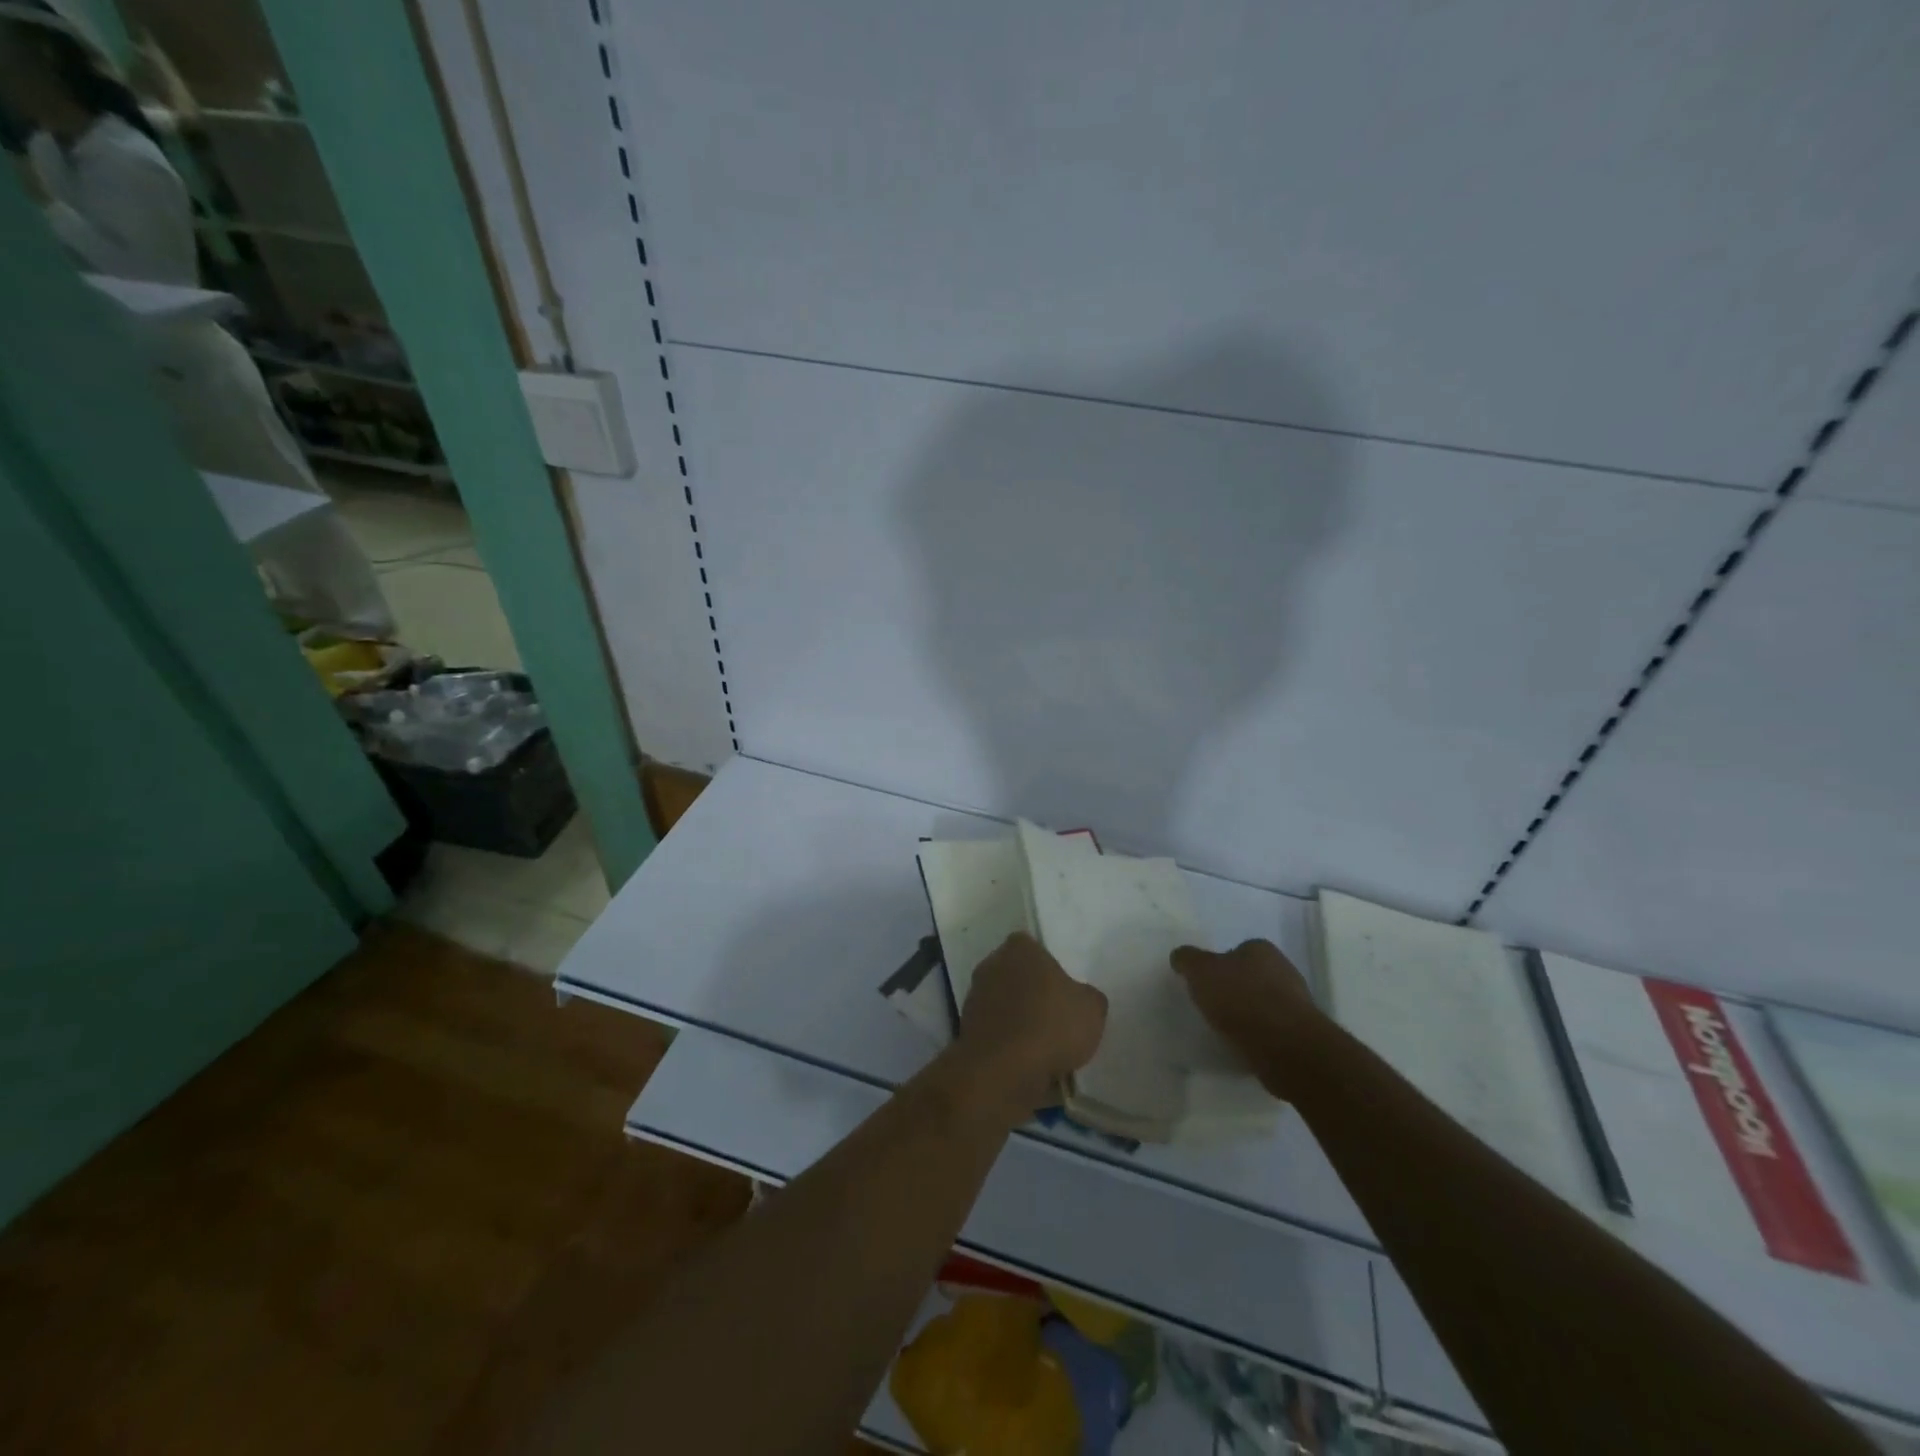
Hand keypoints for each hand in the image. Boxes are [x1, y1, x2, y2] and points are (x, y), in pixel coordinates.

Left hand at [953, 933, 1106, 1122]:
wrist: (1003, 1071)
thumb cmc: (1051, 1025)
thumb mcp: (1092, 1009)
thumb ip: (1087, 996)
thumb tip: (1080, 999)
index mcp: (1019, 949)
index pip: (1033, 948)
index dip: (1049, 968)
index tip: (1063, 991)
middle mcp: (991, 965)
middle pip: (1016, 975)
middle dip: (1032, 994)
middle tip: (1057, 1018)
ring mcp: (975, 998)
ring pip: (1005, 1005)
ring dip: (1019, 1021)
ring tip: (1045, 1048)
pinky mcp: (967, 1031)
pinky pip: (996, 1033)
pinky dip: (1008, 1044)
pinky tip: (1027, 1064)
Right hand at [1172, 940, 1321, 1099]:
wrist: (1285, 1046)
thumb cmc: (1240, 998)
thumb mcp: (1200, 971)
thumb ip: (1188, 960)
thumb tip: (1180, 956)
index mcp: (1261, 949)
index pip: (1236, 950)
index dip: (1219, 965)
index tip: (1205, 983)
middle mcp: (1283, 970)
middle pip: (1251, 976)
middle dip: (1235, 989)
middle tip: (1213, 1006)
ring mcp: (1296, 1004)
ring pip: (1263, 1004)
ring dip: (1248, 1014)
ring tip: (1226, 1030)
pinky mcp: (1301, 1034)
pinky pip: (1272, 1030)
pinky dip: (1259, 1036)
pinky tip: (1245, 1046)